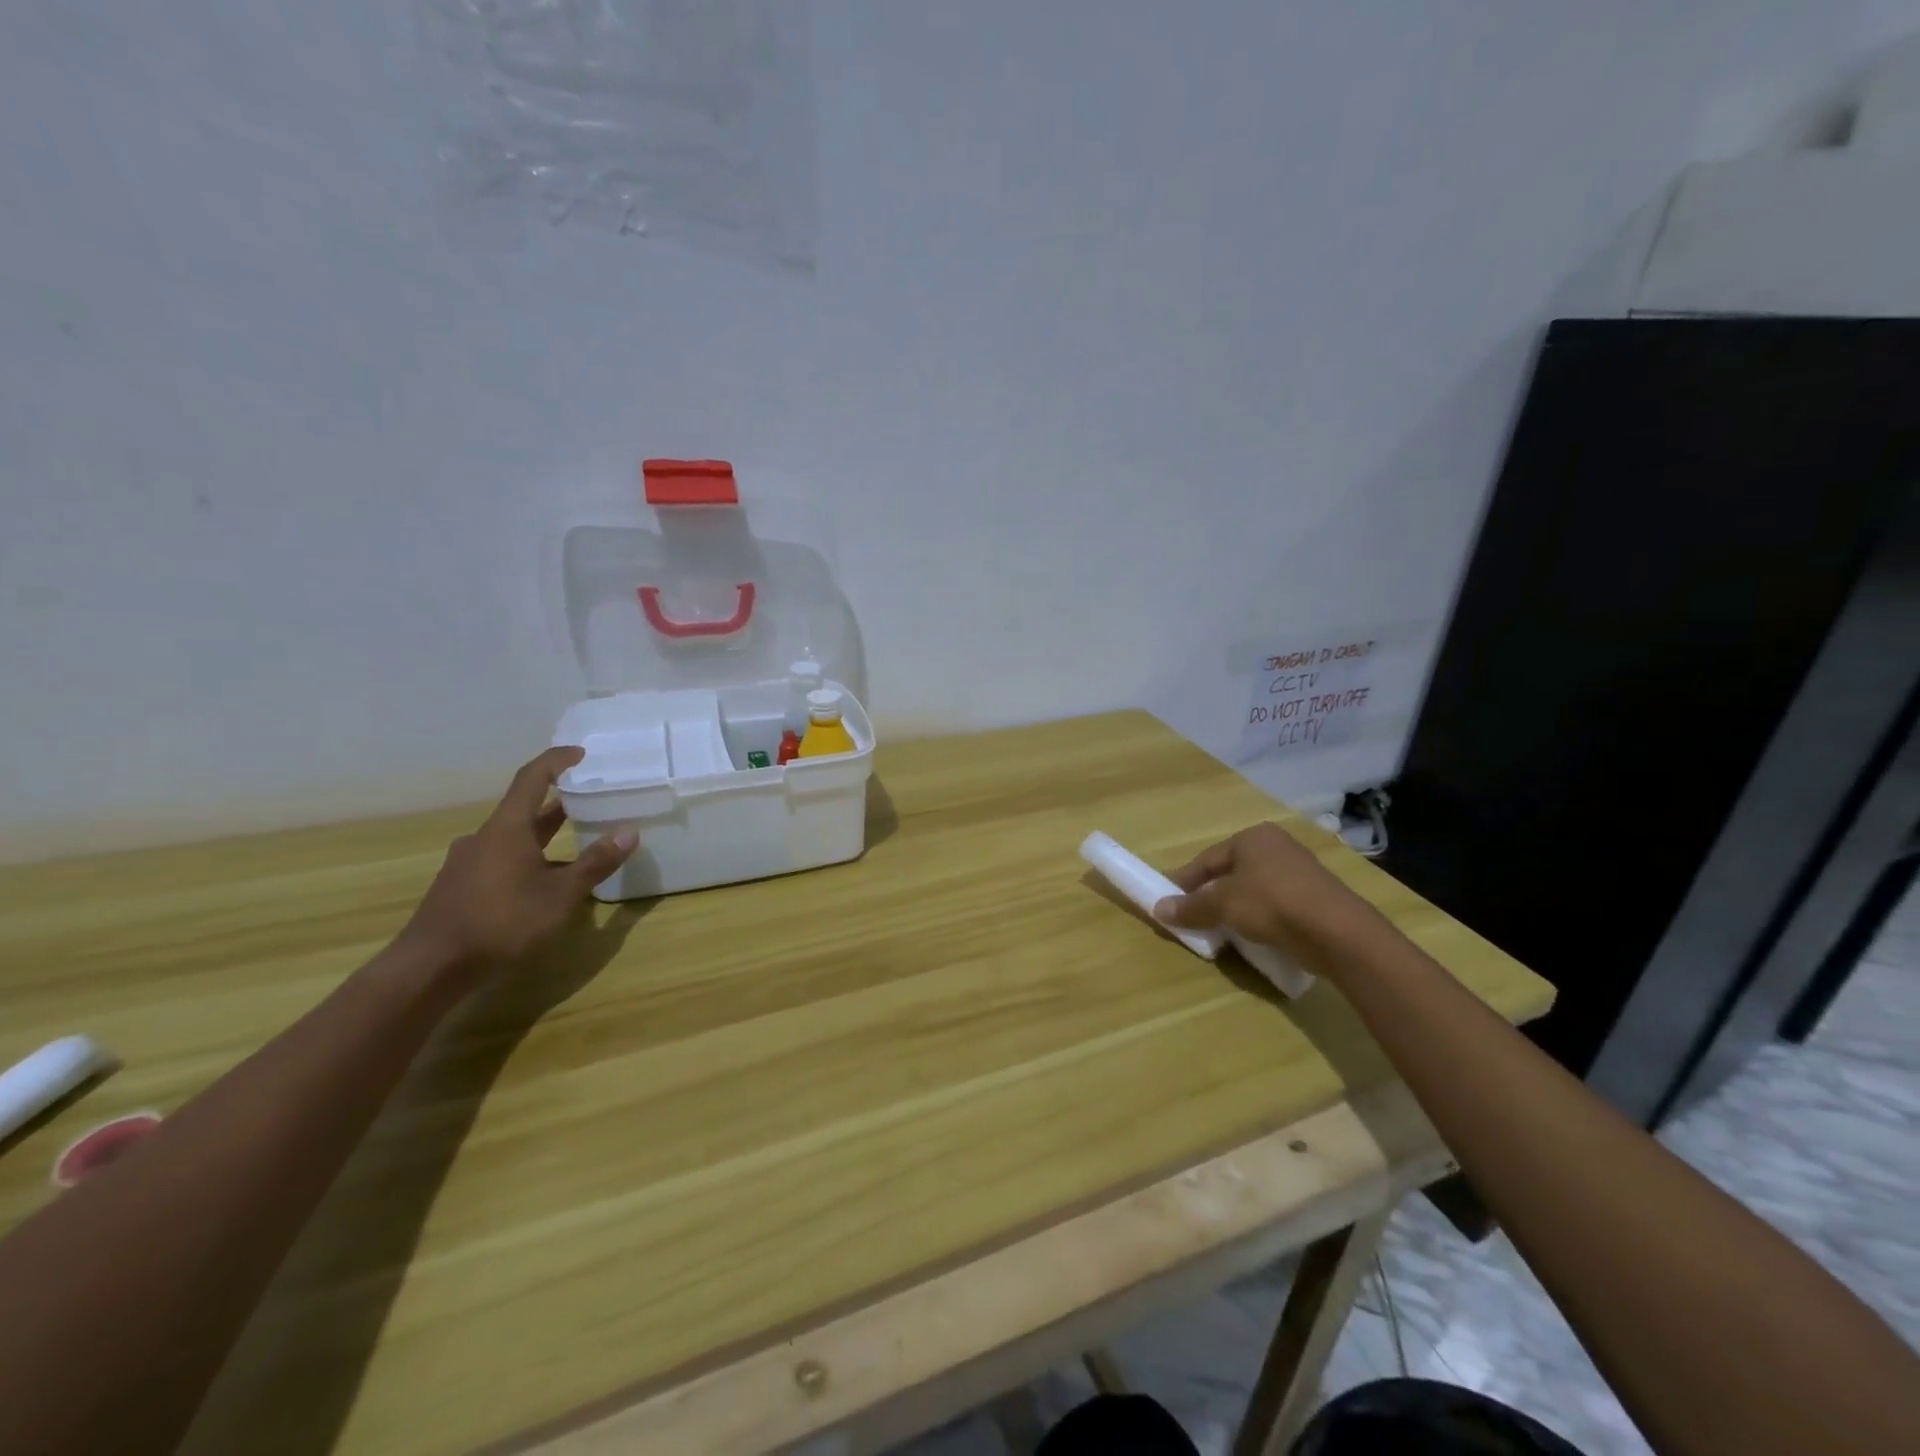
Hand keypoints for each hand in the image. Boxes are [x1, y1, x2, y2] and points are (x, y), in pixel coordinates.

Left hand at [398, 746, 637, 972]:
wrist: (430, 968)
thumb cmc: (501, 922)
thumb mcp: (561, 895)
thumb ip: (595, 863)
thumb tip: (629, 832)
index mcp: (507, 828)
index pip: (533, 778)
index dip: (557, 760)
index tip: (580, 753)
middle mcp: (484, 838)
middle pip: (524, 809)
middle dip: (558, 803)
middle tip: (590, 800)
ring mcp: (468, 863)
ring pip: (512, 838)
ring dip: (543, 836)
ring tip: (575, 843)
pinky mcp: (460, 888)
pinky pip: (500, 861)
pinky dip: (527, 860)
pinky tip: (543, 884)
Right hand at [1153, 821, 1370, 951]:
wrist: (1337, 932)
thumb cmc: (1272, 904)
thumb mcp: (1223, 904)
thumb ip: (1190, 906)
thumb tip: (1158, 909)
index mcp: (1252, 837)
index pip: (1206, 859)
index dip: (1183, 881)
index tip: (1167, 901)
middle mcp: (1275, 846)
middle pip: (1229, 872)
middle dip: (1208, 895)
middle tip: (1190, 917)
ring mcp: (1298, 871)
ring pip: (1251, 889)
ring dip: (1232, 908)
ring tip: (1217, 930)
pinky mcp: (1313, 897)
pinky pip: (1273, 904)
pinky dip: (1257, 916)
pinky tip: (1250, 934)